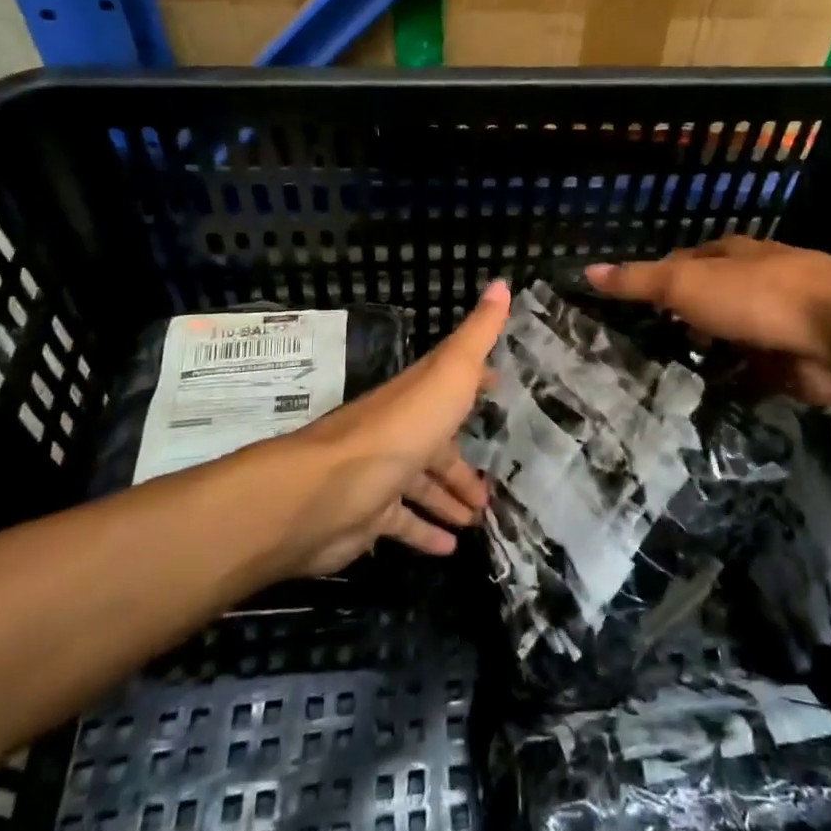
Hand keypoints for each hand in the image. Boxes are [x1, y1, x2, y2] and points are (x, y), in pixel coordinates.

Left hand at [257, 281, 509, 578]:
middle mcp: (401, 432)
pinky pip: (404, 525)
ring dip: (449, 499)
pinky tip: (450, 547)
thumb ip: (477, 334)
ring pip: (422, 485)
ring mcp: (383, 474)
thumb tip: (502, 283)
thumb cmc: (400, 428)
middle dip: (464, 463)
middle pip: (439, 445)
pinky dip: (426, 533)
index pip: (452, 383)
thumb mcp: (449, 373)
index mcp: (420, 396)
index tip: (499, 387)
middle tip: (494, 486)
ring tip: (479, 517)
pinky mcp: (369, 517)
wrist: (328, 491)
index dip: (476, 382)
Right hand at [587, 237, 830, 403]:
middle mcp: (753, 283)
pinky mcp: (789, 363)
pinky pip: (749, 375)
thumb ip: (639, 281)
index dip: (654, 280)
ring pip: (727, 340)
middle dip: (679, 322)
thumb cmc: (756, 296)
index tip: (624, 305)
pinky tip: (704, 403)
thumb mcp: (685, 283)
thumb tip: (586, 270)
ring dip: (706, 355)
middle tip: (636, 350)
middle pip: (707, 302)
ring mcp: (774, 324)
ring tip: (661, 381)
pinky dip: (731, 386)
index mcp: (730, 255)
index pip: (682, 263)